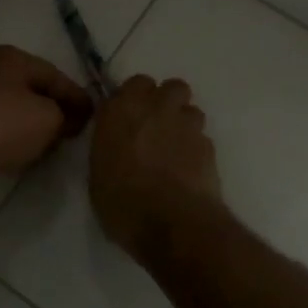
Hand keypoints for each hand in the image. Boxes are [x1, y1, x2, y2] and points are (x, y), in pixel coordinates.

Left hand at [0, 45, 93, 191]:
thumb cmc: (1, 124)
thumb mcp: (48, 119)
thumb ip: (66, 115)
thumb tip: (70, 118)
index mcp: (13, 57)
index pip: (56, 76)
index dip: (77, 98)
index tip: (94, 117)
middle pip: (32, 89)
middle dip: (53, 109)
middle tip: (72, 131)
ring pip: (11, 107)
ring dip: (30, 124)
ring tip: (47, 144)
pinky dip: (8, 135)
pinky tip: (16, 151)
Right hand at [89, 75, 225, 258]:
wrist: (173, 223)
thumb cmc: (123, 203)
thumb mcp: (99, 175)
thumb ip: (110, 147)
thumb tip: (118, 145)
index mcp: (121, 111)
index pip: (134, 84)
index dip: (135, 99)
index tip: (131, 118)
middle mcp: (155, 108)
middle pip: (171, 86)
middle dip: (166, 101)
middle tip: (157, 126)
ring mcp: (186, 124)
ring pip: (190, 108)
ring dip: (184, 122)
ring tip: (176, 148)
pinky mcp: (208, 144)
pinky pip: (202, 136)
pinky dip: (196, 147)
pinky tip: (189, 169)